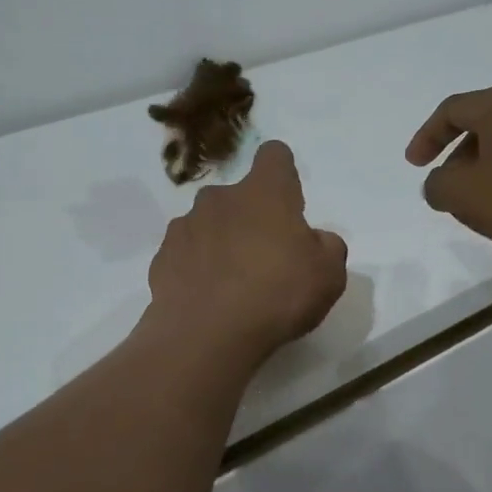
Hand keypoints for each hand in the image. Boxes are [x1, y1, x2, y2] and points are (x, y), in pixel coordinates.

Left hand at [144, 141, 348, 364]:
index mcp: (264, 192)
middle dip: (251, 217)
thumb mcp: (329, 276)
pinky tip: (208, 297)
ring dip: (221, 242)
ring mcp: (185, 226)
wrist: (206, 335)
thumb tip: (315, 240)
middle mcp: (220, 198)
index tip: (288, 201)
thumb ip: (328, 247)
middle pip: (239, 196)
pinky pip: (186, 254)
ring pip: (209, 224)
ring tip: (233, 284)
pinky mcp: (162, 257)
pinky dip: (196, 268)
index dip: (283, 173)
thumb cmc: (277, 295)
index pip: (274, 156)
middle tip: (266, 258)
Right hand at [405, 82, 491, 250]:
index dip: (426, 136)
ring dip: (489, 169)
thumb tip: (440, 183)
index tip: (415, 165)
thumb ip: (438, 187)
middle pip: (483, 124)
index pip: (451, 110)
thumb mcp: (465, 196)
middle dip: (459, 156)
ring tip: (484, 202)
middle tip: (449, 187)